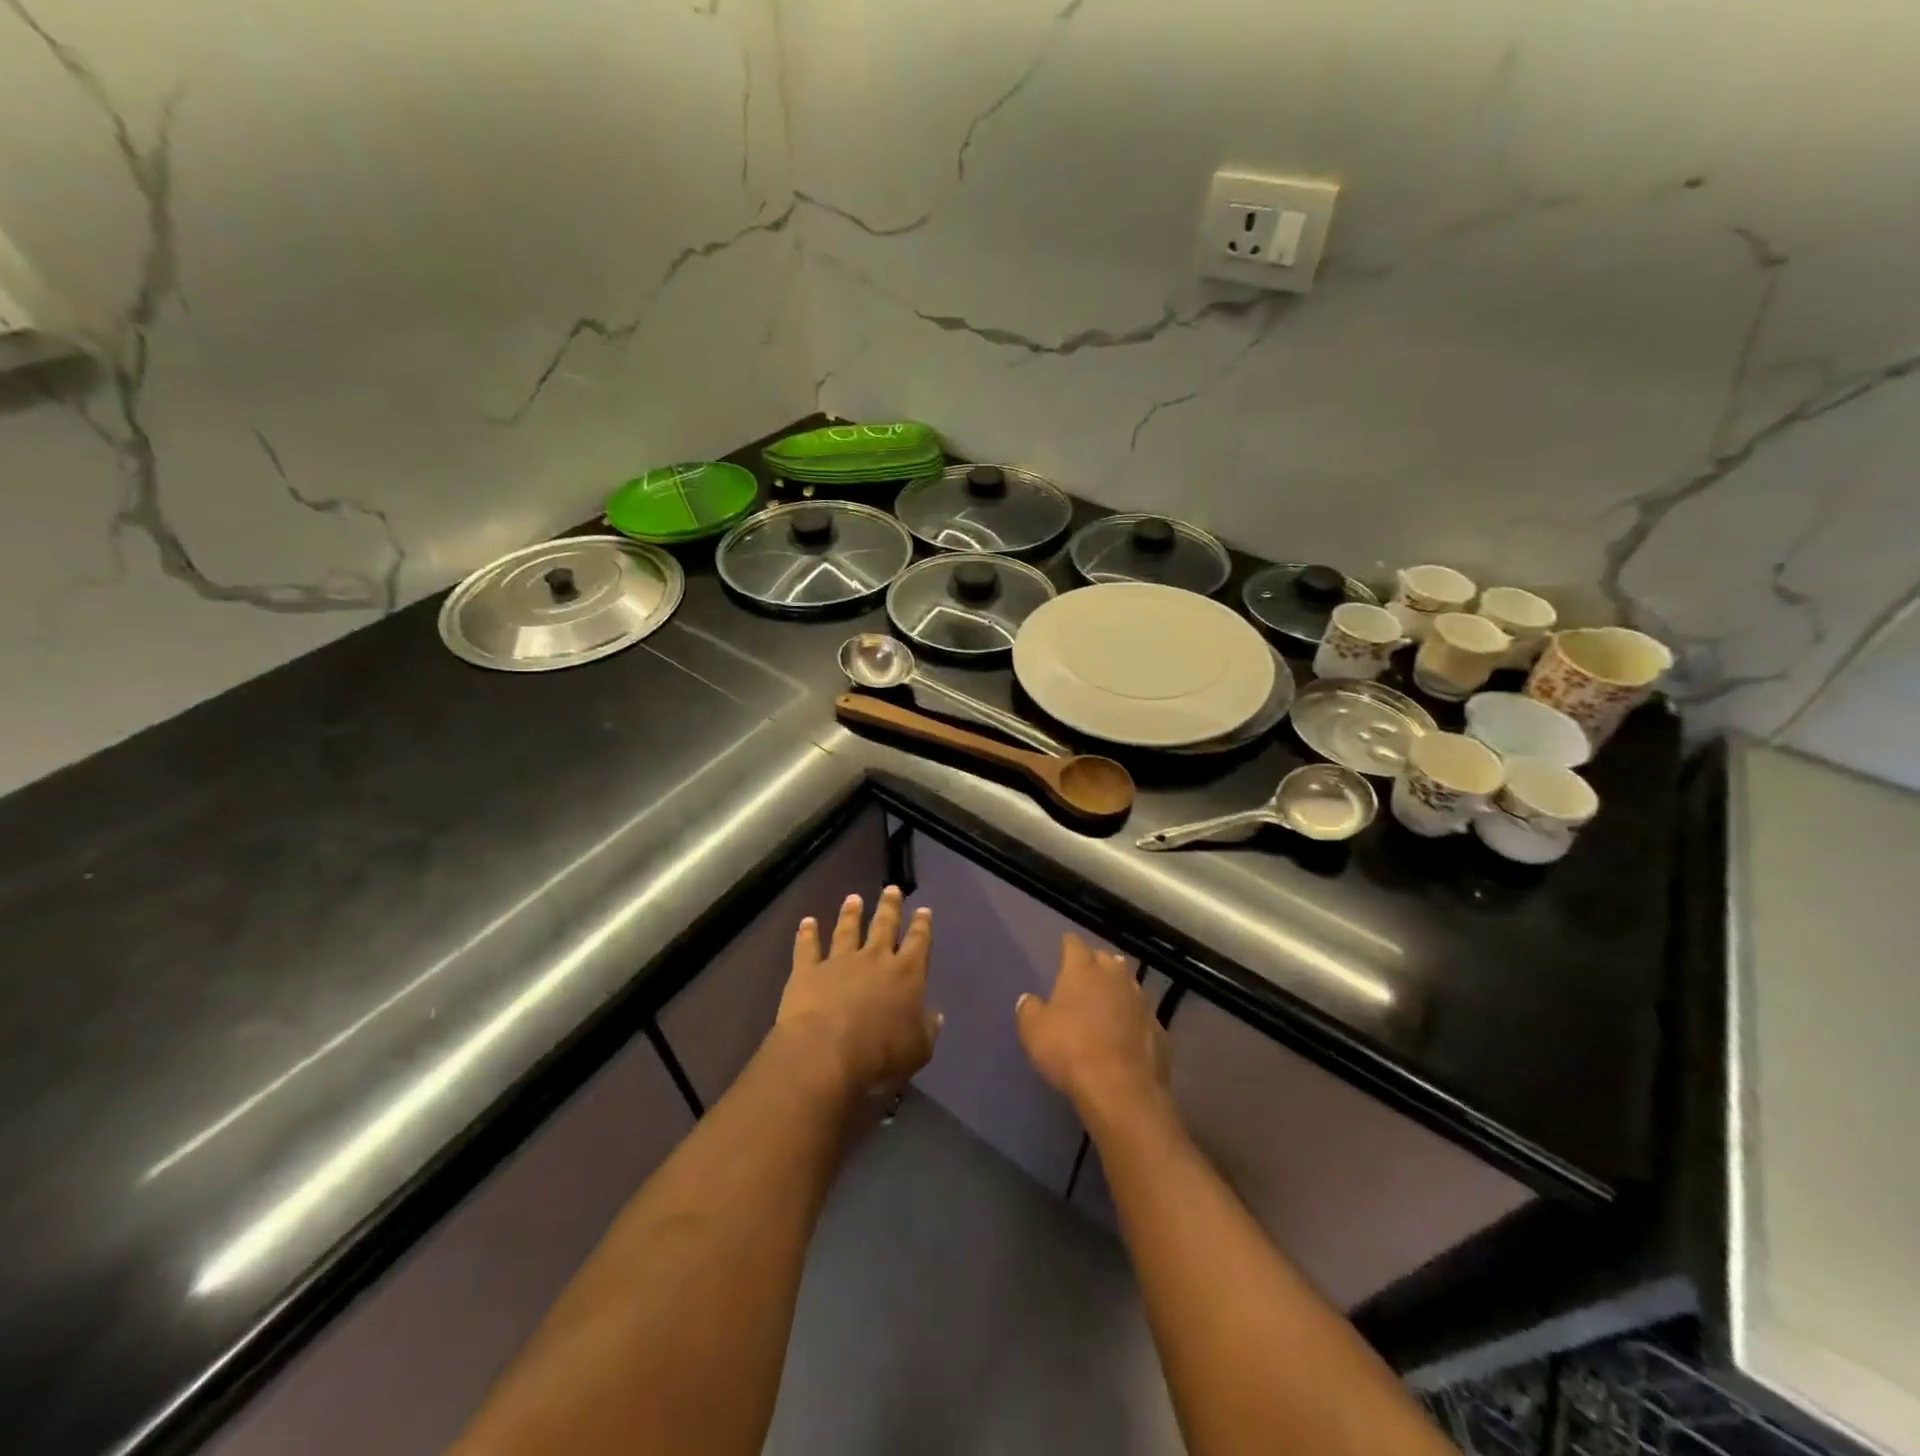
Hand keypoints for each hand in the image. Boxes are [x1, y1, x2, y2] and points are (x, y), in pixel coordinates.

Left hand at [777, 886, 938, 1096]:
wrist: (827, 1052)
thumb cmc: (881, 1054)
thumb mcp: (918, 1050)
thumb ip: (927, 1030)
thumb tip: (935, 1016)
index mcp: (906, 973)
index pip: (918, 941)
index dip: (922, 925)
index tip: (923, 910)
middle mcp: (875, 958)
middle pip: (884, 925)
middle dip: (890, 907)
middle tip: (891, 889)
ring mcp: (839, 961)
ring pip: (847, 930)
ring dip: (851, 913)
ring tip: (853, 898)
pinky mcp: (808, 971)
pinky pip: (808, 947)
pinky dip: (807, 934)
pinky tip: (807, 922)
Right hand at [1016, 934, 1169, 1125]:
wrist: (1121, 1090)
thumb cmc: (1070, 1051)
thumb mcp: (1033, 1031)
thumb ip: (1029, 1009)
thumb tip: (1029, 1000)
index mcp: (1083, 969)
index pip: (1073, 944)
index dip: (1067, 946)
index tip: (1062, 951)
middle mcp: (1115, 977)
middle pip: (1105, 959)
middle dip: (1095, 965)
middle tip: (1083, 979)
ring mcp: (1141, 1002)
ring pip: (1128, 985)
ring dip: (1117, 991)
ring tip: (1106, 1005)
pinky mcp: (1159, 1030)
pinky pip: (1142, 1017)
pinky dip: (1133, 1021)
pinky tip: (1125, 1036)